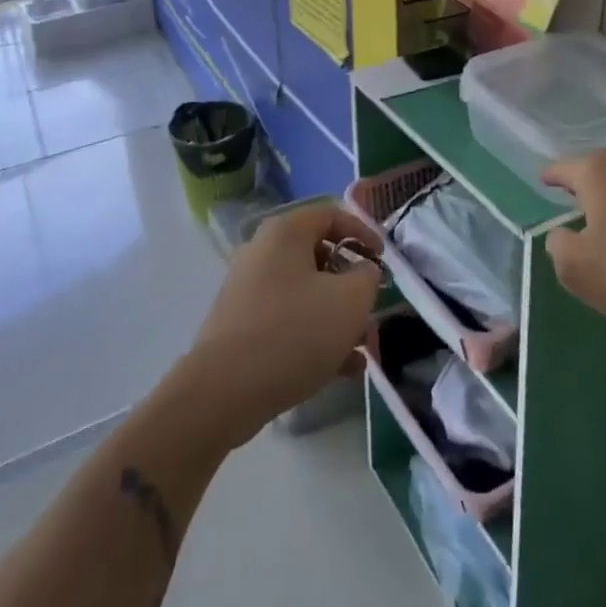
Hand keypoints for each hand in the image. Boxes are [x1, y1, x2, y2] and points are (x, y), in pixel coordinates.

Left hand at [185, 204, 383, 444]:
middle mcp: (262, 252)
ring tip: (361, 348)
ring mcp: (248, 290)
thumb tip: (363, 272)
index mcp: (285, 233)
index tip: (383, 260)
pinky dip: (314, 336)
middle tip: (371, 307)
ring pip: (305, 294)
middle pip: (318, 256)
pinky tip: (341, 370)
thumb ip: (367, 278)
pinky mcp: (240, 327)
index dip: (363, 232)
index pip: (331, 214)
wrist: (223, 393)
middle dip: (350, 284)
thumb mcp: (350, 301)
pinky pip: (287, 321)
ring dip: (336, 316)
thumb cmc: (293, 332)